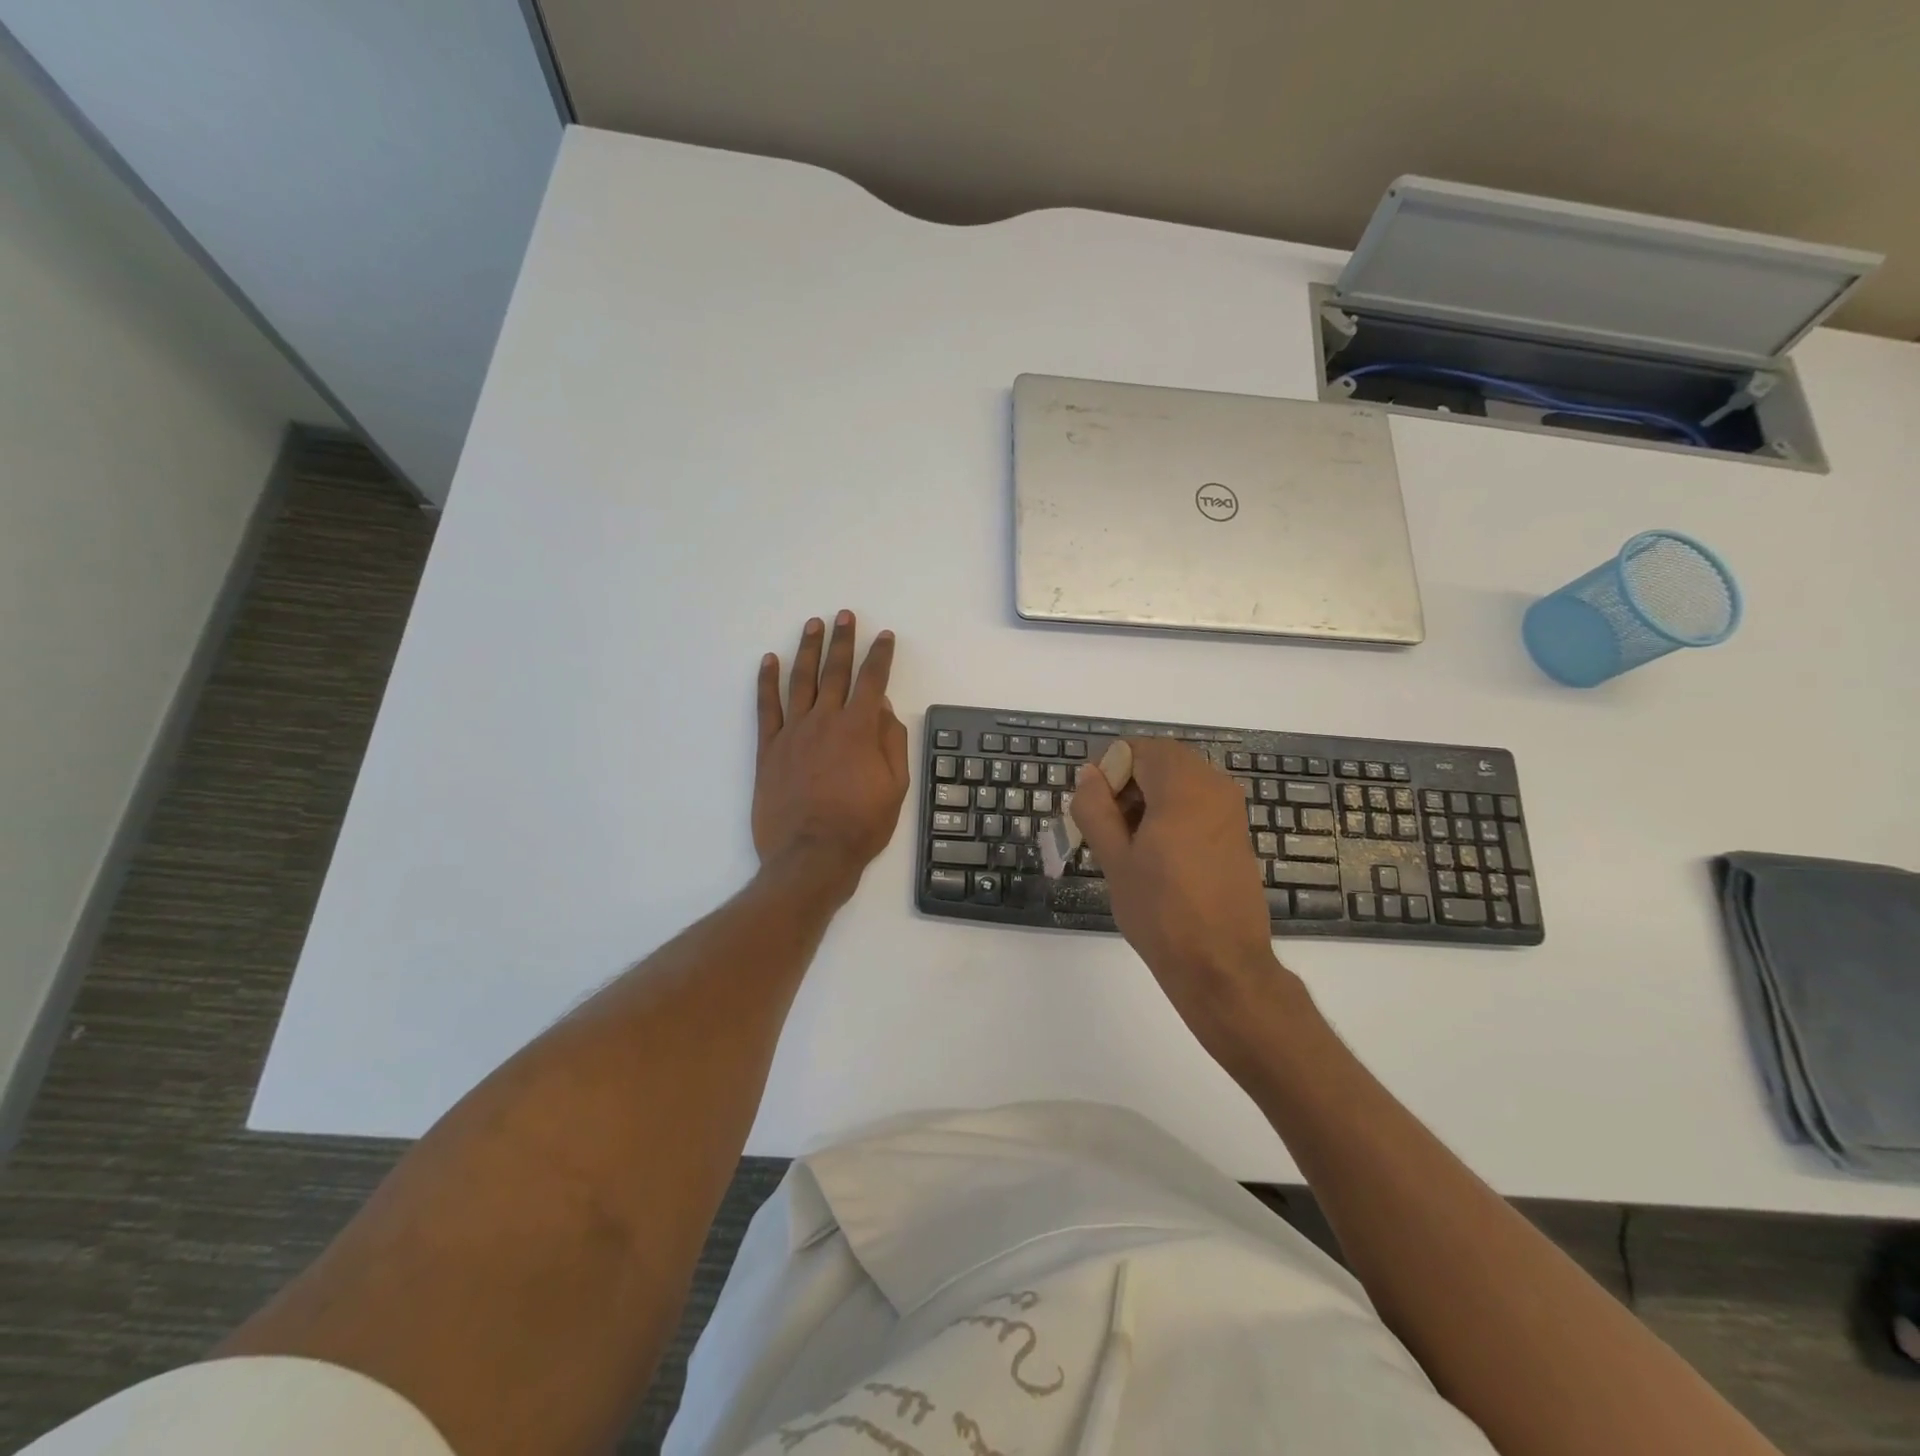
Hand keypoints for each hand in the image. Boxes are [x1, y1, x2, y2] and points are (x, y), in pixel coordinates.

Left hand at [753, 612, 909, 901]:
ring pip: (801, 681)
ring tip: (812, 625)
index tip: (885, 636)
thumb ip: (891, 742)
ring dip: (808, 650)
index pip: (873, 681)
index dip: (881, 656)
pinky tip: (769, 660)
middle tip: (845, 615)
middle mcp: (825, 721)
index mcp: (859, 729)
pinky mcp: (768, 749)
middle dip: (843, 641)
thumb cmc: (860, 826)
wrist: (810, 856)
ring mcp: (793, 732)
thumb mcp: (895, 787)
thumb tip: (883, 708)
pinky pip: (766, 707)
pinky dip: (766, 681)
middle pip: (836, 671)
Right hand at [1071, 739, 1293, 1061]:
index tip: (1094, 809)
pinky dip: (1171, 812)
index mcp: (1184, 787)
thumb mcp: (1115, 859)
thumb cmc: (1162, 912)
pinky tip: (1156, 855)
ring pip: (1178, 781)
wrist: (1221, 965)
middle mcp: (1214, 786)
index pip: (1138, 749)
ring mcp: (1230, 810)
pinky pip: (1197, 802)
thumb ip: (1095, 808)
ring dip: (1147, 798)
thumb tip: (1087, 775)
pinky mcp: (1236, 832)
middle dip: (1127, 783)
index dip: (1109, 770)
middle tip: (1106, 827)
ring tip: (1127, 845)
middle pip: (1160, 761)